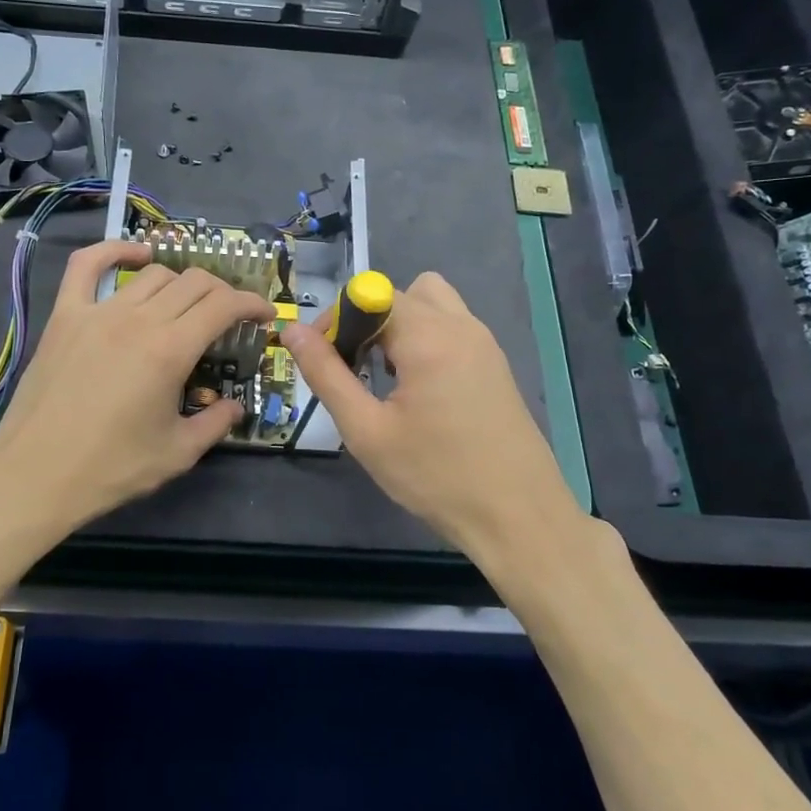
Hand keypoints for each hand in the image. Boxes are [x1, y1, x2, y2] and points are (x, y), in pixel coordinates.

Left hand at [0, 239, 274, 539]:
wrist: (35, 475)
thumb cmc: (111, 468)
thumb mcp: (178, 454)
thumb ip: (216, 424)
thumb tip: (234, 407)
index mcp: (170, 350)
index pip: (224, 305)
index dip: (252, 304)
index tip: (264, 316)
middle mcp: (138, 320)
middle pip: (194, 283)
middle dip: (223, 293)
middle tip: (230, 318)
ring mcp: (97, 312)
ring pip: (153, 275)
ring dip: (181, 284)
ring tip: (188, 306)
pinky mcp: (65, 316)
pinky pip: (87, 265)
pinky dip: (114, 251)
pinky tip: (135, 256)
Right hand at [282, 272, 585, 563]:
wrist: (518, 517)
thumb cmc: (436, 476)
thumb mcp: (367, 431)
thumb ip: (326, 375)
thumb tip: (292, 331)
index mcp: (429, 337)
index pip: (371, 294)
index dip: (338, 319)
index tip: (322, 359)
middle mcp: (462, 326)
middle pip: (403, 293)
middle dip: (368, 319)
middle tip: (351, 369)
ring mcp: (485, 344)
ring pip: (433, 304)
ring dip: (401, 325)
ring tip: (385, 377)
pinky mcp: (496, 365)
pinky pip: (453, 328)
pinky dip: (426, 340)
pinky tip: (418, 392)